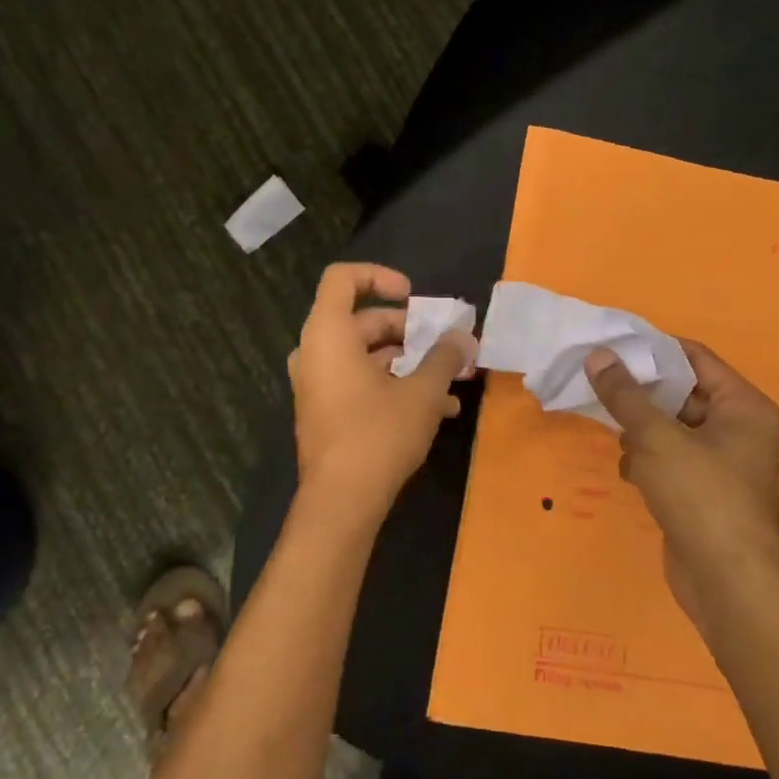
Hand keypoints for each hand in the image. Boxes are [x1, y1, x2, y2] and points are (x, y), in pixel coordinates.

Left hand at [288, 264, 475, 516]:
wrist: (341, 501)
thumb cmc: (378, 434)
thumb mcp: (422, 392)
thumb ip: (444, 357)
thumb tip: (464, 337)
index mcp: (328, 333)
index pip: (343, 278)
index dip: (379, 276)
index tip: (413, 296)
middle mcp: (315, 351)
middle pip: (364, 321)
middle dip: (411, 332)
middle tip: (447, 345)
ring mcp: (317, 382)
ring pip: (367, 356)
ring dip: (410, 363)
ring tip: (452, 382)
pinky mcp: (325, 409)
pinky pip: (360, 381)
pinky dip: (394, 385)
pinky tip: (438, 409)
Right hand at [585, 340, 778, 627]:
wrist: (726, 581)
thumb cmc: (700, 495)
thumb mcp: (656, 437)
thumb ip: (624, 394)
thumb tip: (598, 355)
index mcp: (742, 406)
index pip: (694, 358)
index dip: (652, 349)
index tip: (610, 346)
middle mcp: (738, 428)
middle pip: (680, 392)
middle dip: (639, 392)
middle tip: (597, 381)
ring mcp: (721, 462)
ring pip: (670, 427)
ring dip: (640, 429)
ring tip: (612, 432)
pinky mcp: (703, 490)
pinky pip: (668, 458)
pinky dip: (646, 460)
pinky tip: (628, 472)